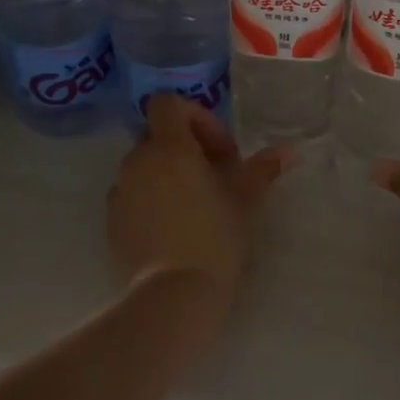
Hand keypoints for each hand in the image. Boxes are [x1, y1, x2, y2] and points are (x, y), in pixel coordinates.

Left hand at [108, 96, 291, 315]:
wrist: (172, 295)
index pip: (168, 104)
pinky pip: (132, 195)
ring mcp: (120, 191)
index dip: (195, 117)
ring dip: (168, 174)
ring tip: (195, 204)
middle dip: (186, 148)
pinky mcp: (110, 221)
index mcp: (169, 147)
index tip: (220, 150)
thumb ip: (263, 169)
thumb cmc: (214, 237)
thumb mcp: (245, 200)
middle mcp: (137, 161)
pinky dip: (151, 199)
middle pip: (158, 136)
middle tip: (215, 177)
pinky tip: (174, 227)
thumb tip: (289, 151)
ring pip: (145, 166)